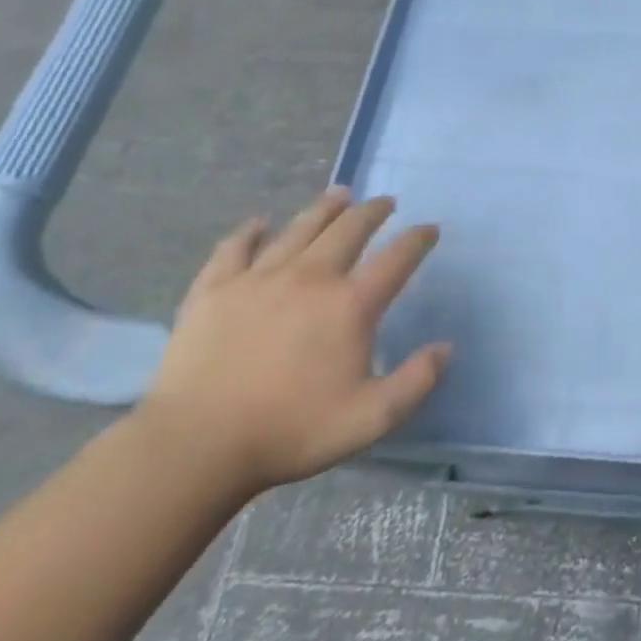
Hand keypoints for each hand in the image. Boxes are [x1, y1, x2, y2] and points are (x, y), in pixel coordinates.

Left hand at [139, 188, 449, 493]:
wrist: (195, 446)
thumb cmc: (291, 431)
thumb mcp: (373, 418)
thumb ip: (417, 380)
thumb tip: (445, 347)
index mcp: (351, 305)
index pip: (397, 258)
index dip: (418, 239)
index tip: (429, 229)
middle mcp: (310, 278)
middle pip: (348, 230)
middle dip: (372, 212)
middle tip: (385, 203)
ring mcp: (258, 279)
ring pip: (299, 229)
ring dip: (324, 209)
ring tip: (339, 194)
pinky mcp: (213, 290)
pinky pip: (235, 248)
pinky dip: (250, 231)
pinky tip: (259, 223)